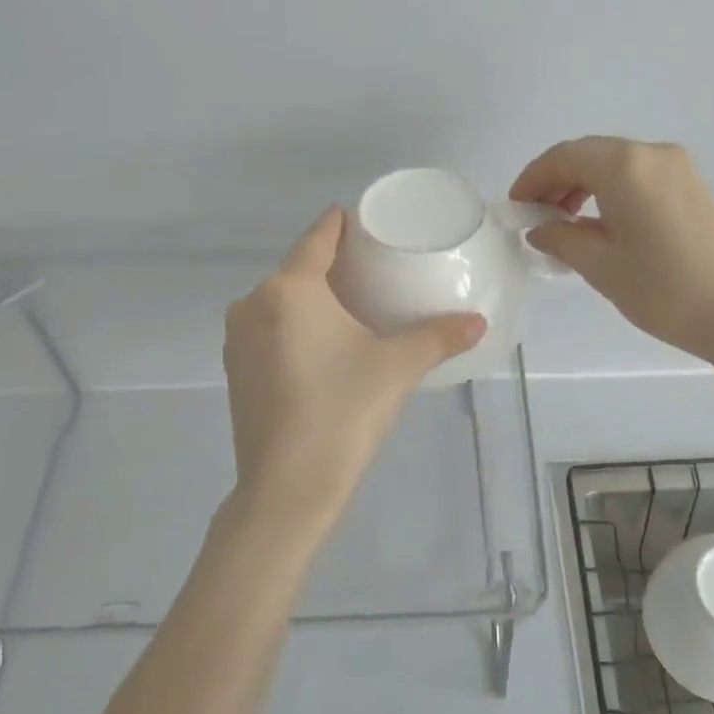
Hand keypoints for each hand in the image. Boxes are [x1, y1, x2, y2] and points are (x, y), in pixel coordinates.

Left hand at [222, 208, 486, 541]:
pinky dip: (293, 324)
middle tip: (376, 271)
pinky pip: (267, 327)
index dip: (344, 224)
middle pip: (298, 266)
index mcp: (289, 288)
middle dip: (333, 264)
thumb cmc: (343, 412)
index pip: (318, 235)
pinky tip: (322, 344)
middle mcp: (253, 302)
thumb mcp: (397, 368)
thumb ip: (439, 337)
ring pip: (280, 299)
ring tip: (353, 307)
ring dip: (311, 296)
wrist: (287, 489)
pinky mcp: (233, 368)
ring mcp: (237, 337)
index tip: (370, 225)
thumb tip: (480, 322)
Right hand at [510, 136, 713, 364]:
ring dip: (583, 185)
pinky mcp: (693, 185)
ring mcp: (678, 167)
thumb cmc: (664, 289)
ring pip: (615, 164)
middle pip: (589, 154)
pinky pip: (639, 176)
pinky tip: (603, 225)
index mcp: (624, 166)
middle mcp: (652, 153)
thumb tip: (541, 228)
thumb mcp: (600, 266)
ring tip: (566, 224)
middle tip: (537, 217)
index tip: (515, 208)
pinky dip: (611, 191)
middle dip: (556, 181)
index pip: (563, 157)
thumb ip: (561, 238)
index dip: (532, 179)